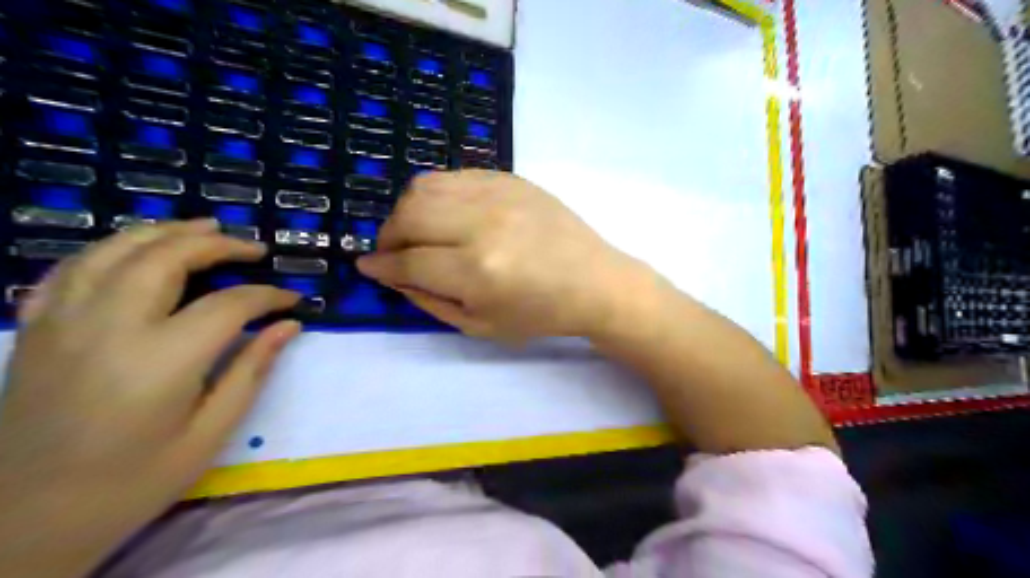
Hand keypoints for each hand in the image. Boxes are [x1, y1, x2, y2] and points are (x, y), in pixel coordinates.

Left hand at [0, 220, 302, 575]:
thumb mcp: (210, 433)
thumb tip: (288, 326)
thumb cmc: (133, 481)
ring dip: (165, 231)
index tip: (293, 299)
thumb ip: (251, 371)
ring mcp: (63, 323)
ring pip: (115, 251)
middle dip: (218, 244)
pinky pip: (71, 269)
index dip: (268, 296)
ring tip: (203, 226)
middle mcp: (108, 327)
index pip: (229, 304)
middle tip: (254, 248)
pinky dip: (110, 249)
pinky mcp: (36, 330)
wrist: (23, 521)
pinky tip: (135, 250)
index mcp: (161, 360)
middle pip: (167, 258)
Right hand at [360, 171, 645, 340]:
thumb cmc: (541, 314)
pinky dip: (437, 193)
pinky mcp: (510, 178)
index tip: (368, 266)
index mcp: (478, 271)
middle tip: (393, 251)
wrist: (594, 281)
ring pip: (425, 186)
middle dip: (388, 234)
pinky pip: (454, 175)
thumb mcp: (481, 325)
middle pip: (409, 214)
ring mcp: (499, 194)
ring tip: (415, 230)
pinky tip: (445, 212)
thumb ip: (429, 299)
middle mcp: (483, 224)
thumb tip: (392, 274)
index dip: (381, 265)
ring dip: (407, 210)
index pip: (409, 260)